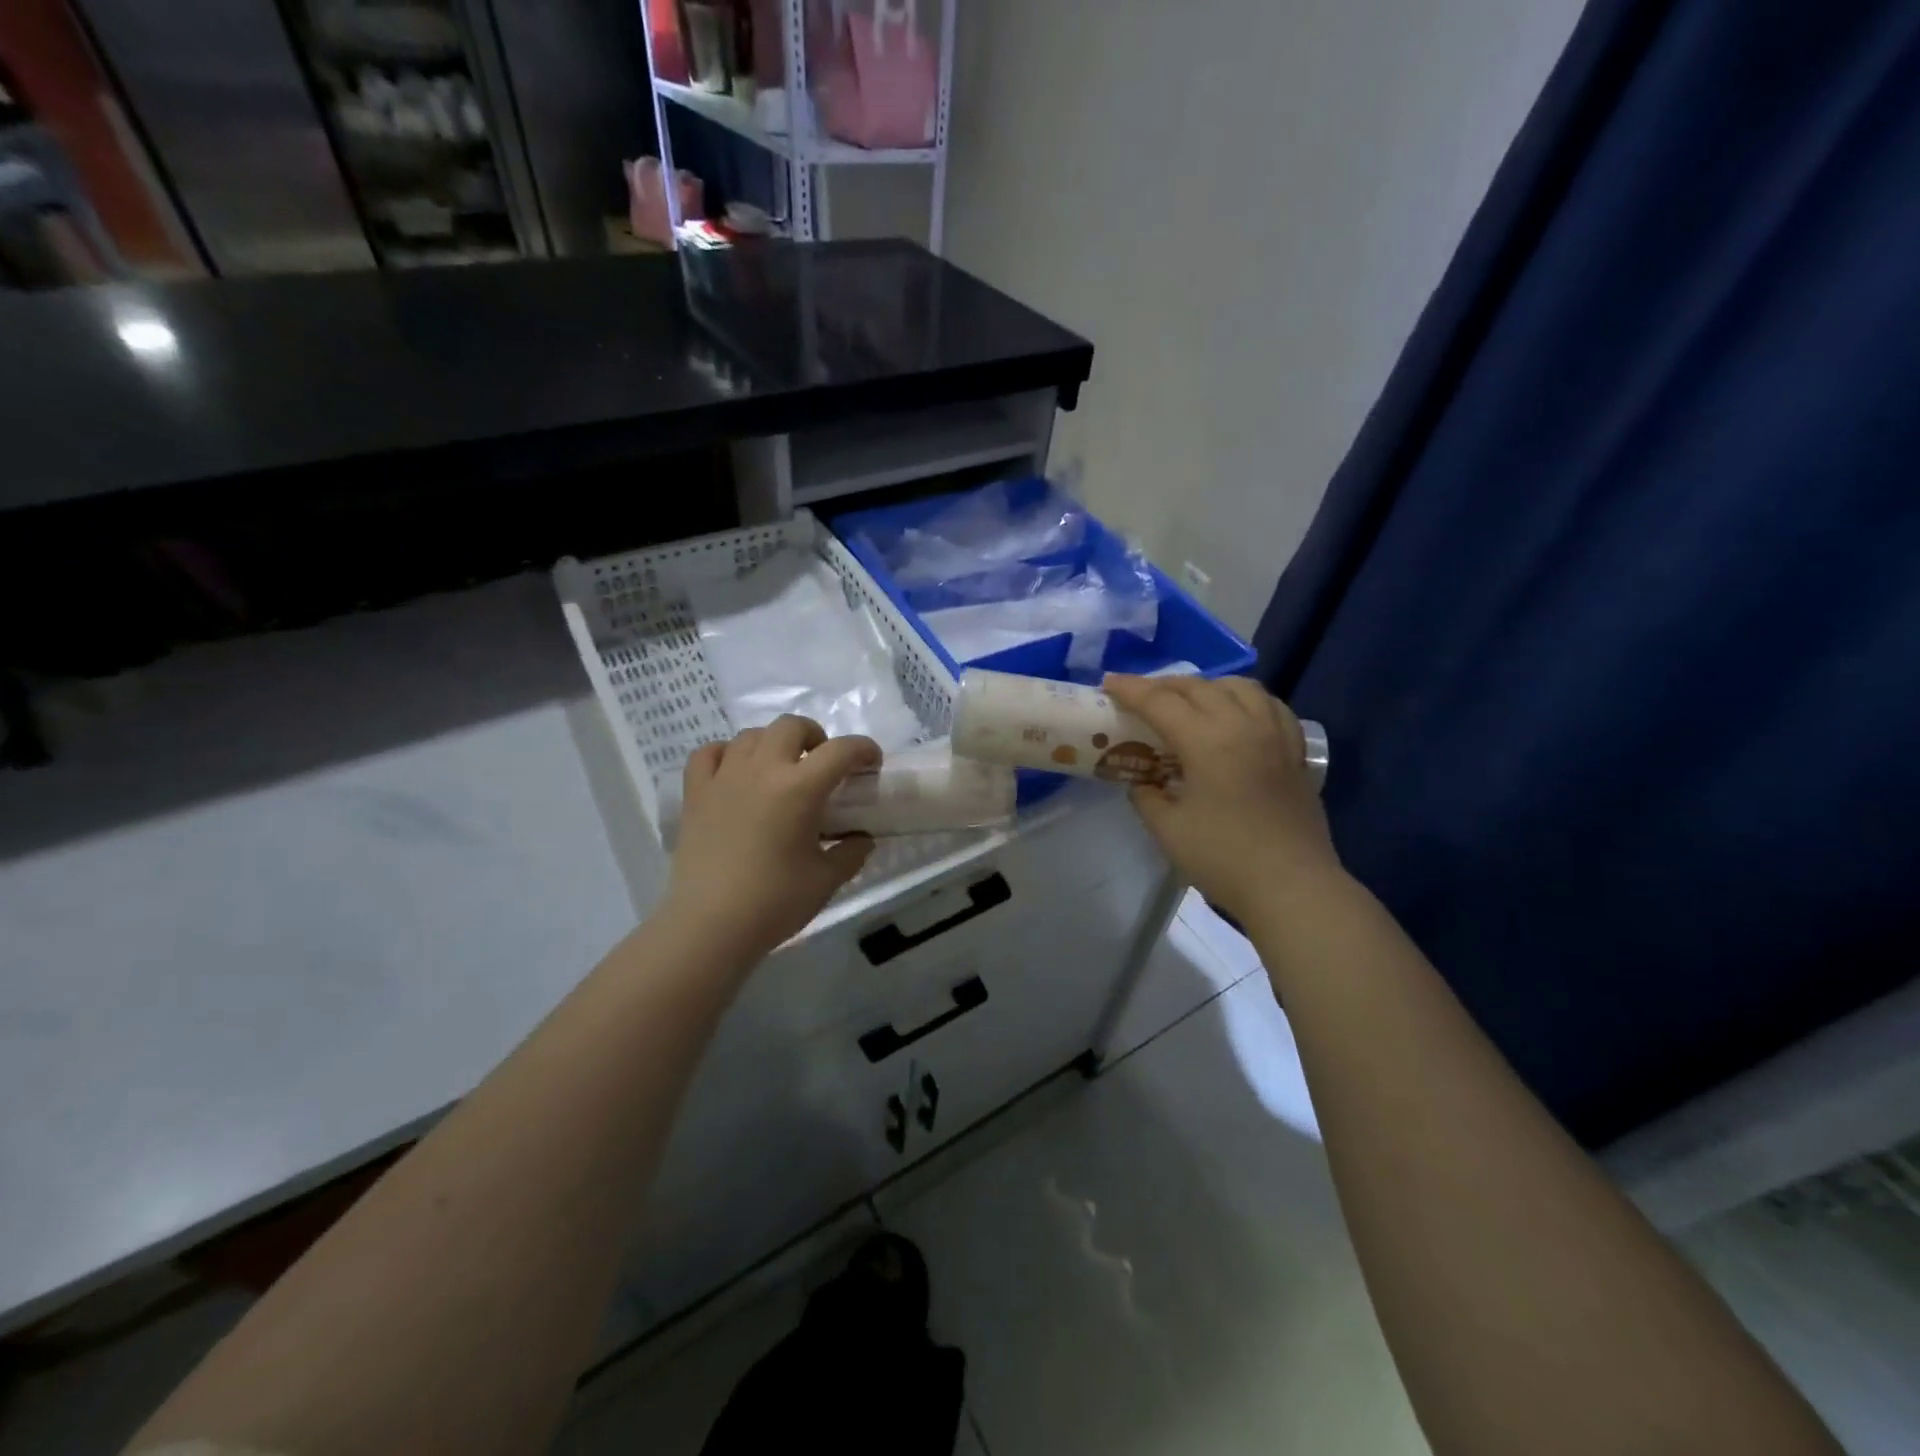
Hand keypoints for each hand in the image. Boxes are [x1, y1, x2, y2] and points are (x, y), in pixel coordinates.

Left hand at [662, 716, 880, 962]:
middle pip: (791, 726)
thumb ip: (851, 853)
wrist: (710, 926)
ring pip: (751, 735)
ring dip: (774, 744)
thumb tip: (861, 839)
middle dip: (815, 737)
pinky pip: (709, 753)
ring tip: (780, 769)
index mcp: (800, 788)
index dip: (864, 750)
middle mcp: (762, 770)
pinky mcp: (695, 793)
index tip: (872, 763)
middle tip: (822, 764)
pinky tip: (736, 772)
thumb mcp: (826, 880)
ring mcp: (724, 778)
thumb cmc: (775, 902)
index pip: (841, 751)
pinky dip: (727, 754)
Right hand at [1103, 675, 1342, 923]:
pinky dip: (1246, 700)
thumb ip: (1148, 798)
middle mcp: (1243, 725)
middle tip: (1141, 696)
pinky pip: (1271, 706)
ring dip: (1208, 686)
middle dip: (1164, 685)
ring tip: (1190, 701)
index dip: (1130, 690)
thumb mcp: (1168, 830)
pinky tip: (1237, 716)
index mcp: (1207, 741)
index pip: (1161, 702)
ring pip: (1240, 687)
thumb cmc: (1224, 858)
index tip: (1108, 683)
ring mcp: (1275, 735)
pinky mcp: (1295, 752)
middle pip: (1199, 687)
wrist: (1292, 886)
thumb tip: (1143, 783)